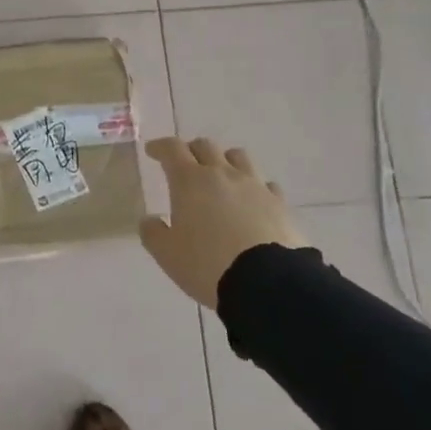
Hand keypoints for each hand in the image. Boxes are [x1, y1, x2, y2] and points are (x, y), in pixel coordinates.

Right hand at [139, 137, 309, 309]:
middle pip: (206, 147)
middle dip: (191, 151)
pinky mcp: (280, 204)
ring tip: (219, 176)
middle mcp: (223, 174)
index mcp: (190, 181)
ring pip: (238, 157)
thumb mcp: (166, 253)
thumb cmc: (207, 263)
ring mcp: (255, 186)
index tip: (153, 151)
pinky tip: (251, 200)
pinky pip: (265, 184)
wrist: (267, 282)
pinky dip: (253, 186)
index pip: (172, 149)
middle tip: (183, 164)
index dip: (160, 147)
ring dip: (224, 160)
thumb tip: (151, 220)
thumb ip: (153, 232)